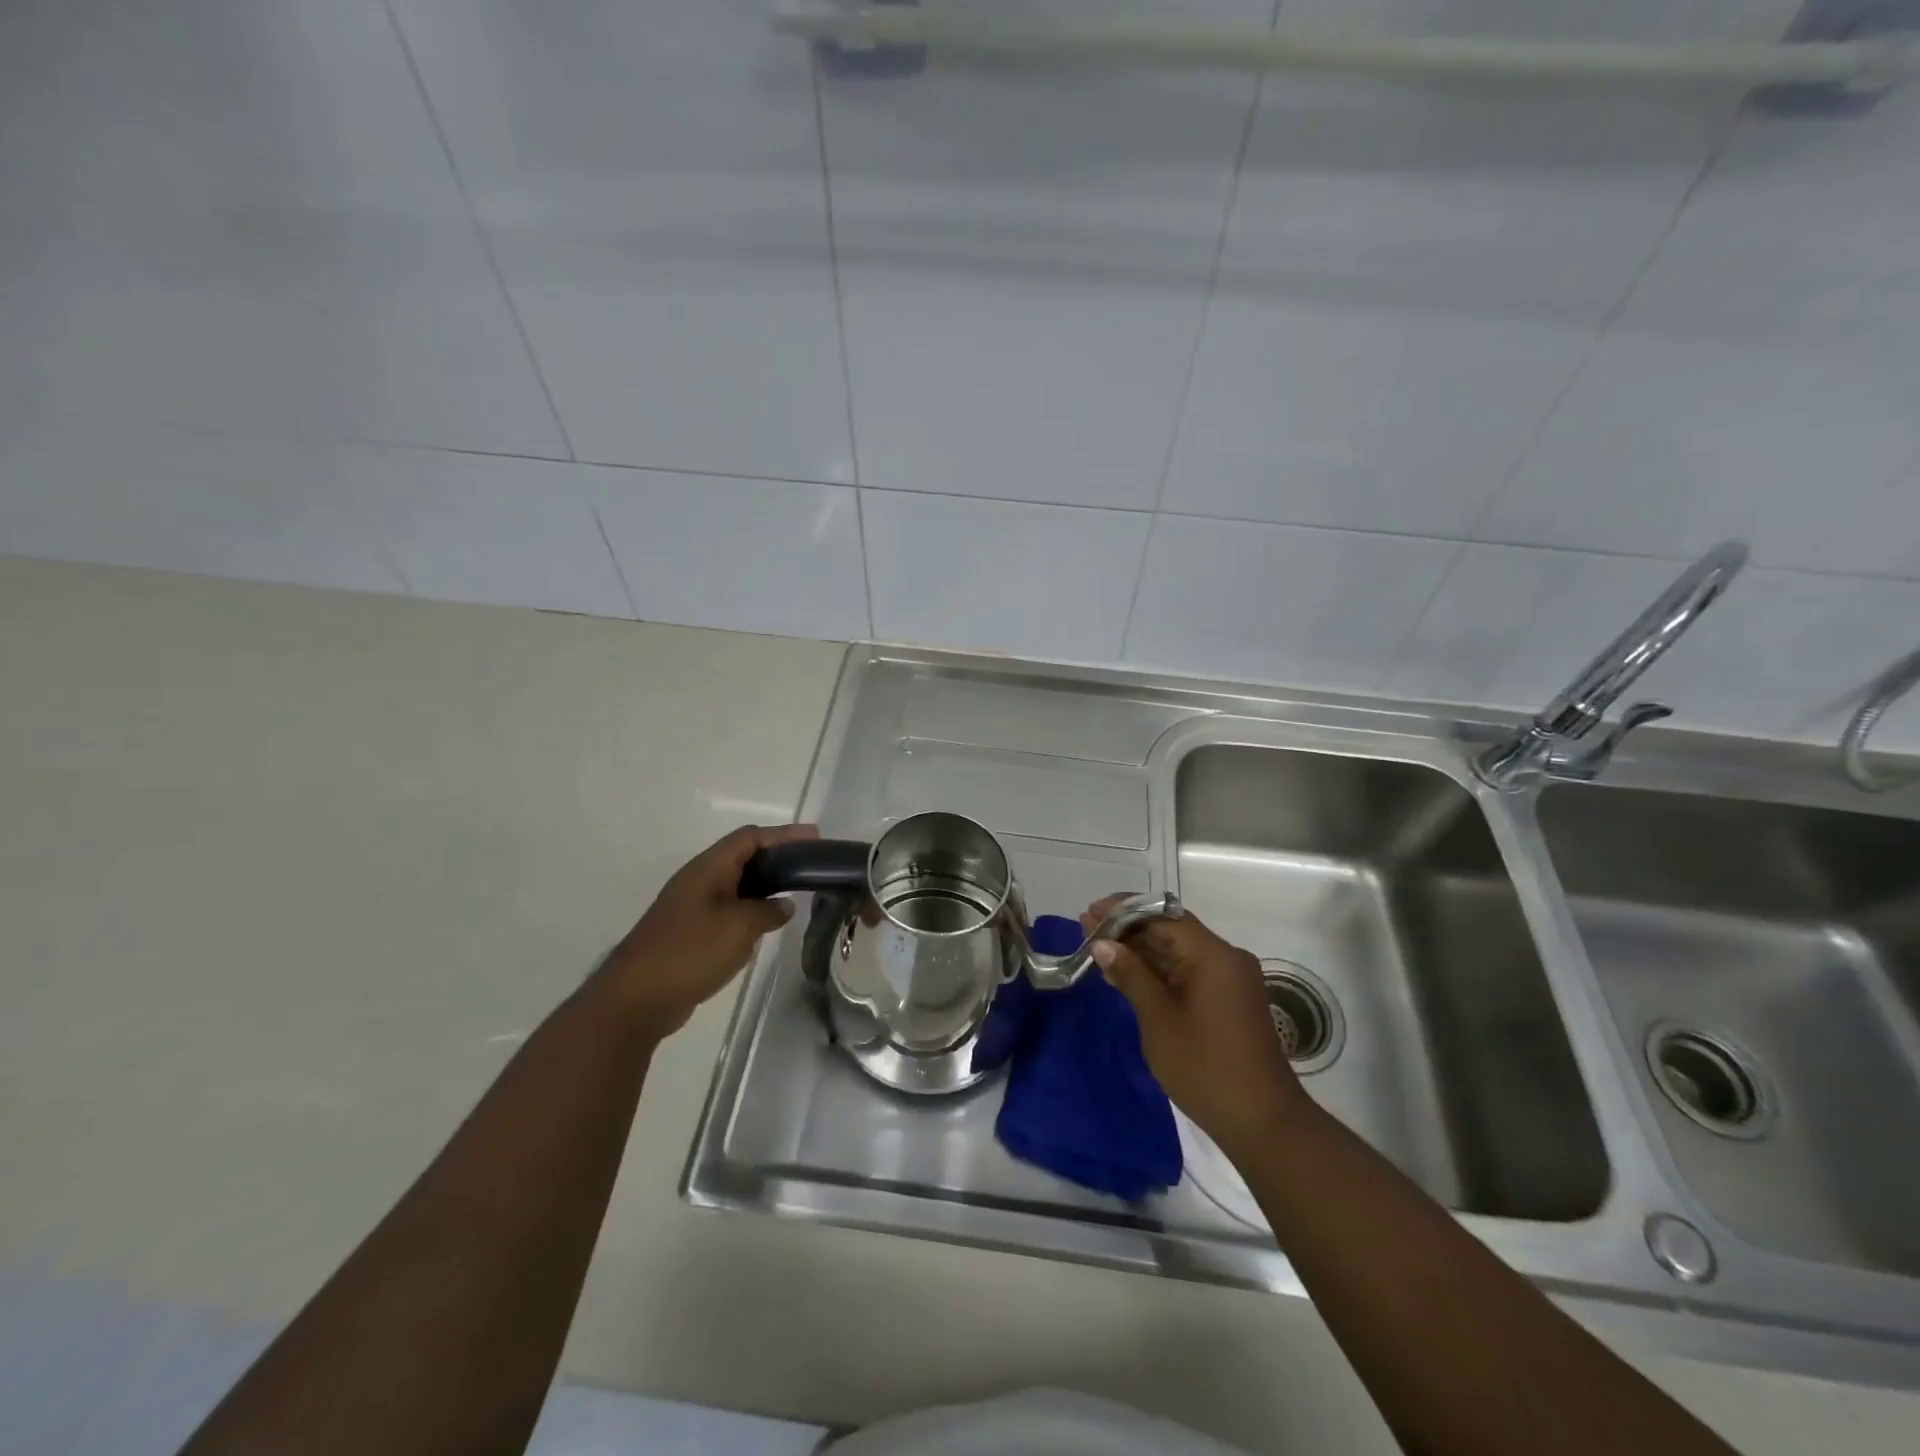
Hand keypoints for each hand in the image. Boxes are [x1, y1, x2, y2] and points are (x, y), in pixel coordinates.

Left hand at [599, 823, 817, 1038]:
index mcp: (708, 868)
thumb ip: (768, 911)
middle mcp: (699, 880)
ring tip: (795, 891)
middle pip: (743, 856)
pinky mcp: (689, 932)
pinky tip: (767, 924)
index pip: (750, 837)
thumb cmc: (690, 951)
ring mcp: (691, 907)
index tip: (814, 838)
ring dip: (764, 885)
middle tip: (810, 864)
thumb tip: (784, 906)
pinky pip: (728, 909)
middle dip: (777, 857)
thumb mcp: (740, 927)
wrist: (636, 998)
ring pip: (736, 884)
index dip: (783, 834)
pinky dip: (750, 909)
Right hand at [1083, 896, 1308, 1156]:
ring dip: (1142, 951)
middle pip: (1171, 930)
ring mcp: (1230, 980)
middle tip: (1087, 929)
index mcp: (1212, 954)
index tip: (1091, 912)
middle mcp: (1226, 958)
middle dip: (1129, 930)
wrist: (1263, 1123)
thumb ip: (1131, 975)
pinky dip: (1159, 972)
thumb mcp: (1158, 1019)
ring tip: (1099, 949)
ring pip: (1179, 952)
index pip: (1163, 915)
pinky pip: (1189, 972)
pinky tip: (1128, 975)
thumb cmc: (1205, 1067)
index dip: (1124, 911)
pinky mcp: (1229, 1000)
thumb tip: (1103, 943)